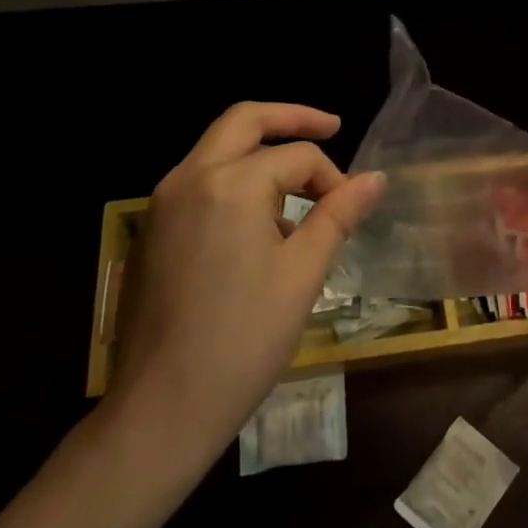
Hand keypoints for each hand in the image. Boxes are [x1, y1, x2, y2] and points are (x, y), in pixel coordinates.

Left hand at [106, 103, 383, 461]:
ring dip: (261, 154)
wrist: (161, 409)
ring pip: (218, 150)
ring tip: (299, 195)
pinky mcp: (152, 230)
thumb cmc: (243, 340)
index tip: (352, 209)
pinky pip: (200, 183)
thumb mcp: (303, 273)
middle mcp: (190, 178)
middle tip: (331, 126)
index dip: (332, 177)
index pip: (296, 156)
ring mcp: (162, 203)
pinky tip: (260, 226)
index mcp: (230, 184)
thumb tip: (375, 179)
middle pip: (243, 120)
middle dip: (290, 119)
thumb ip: (339, 214)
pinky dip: (235, 182)